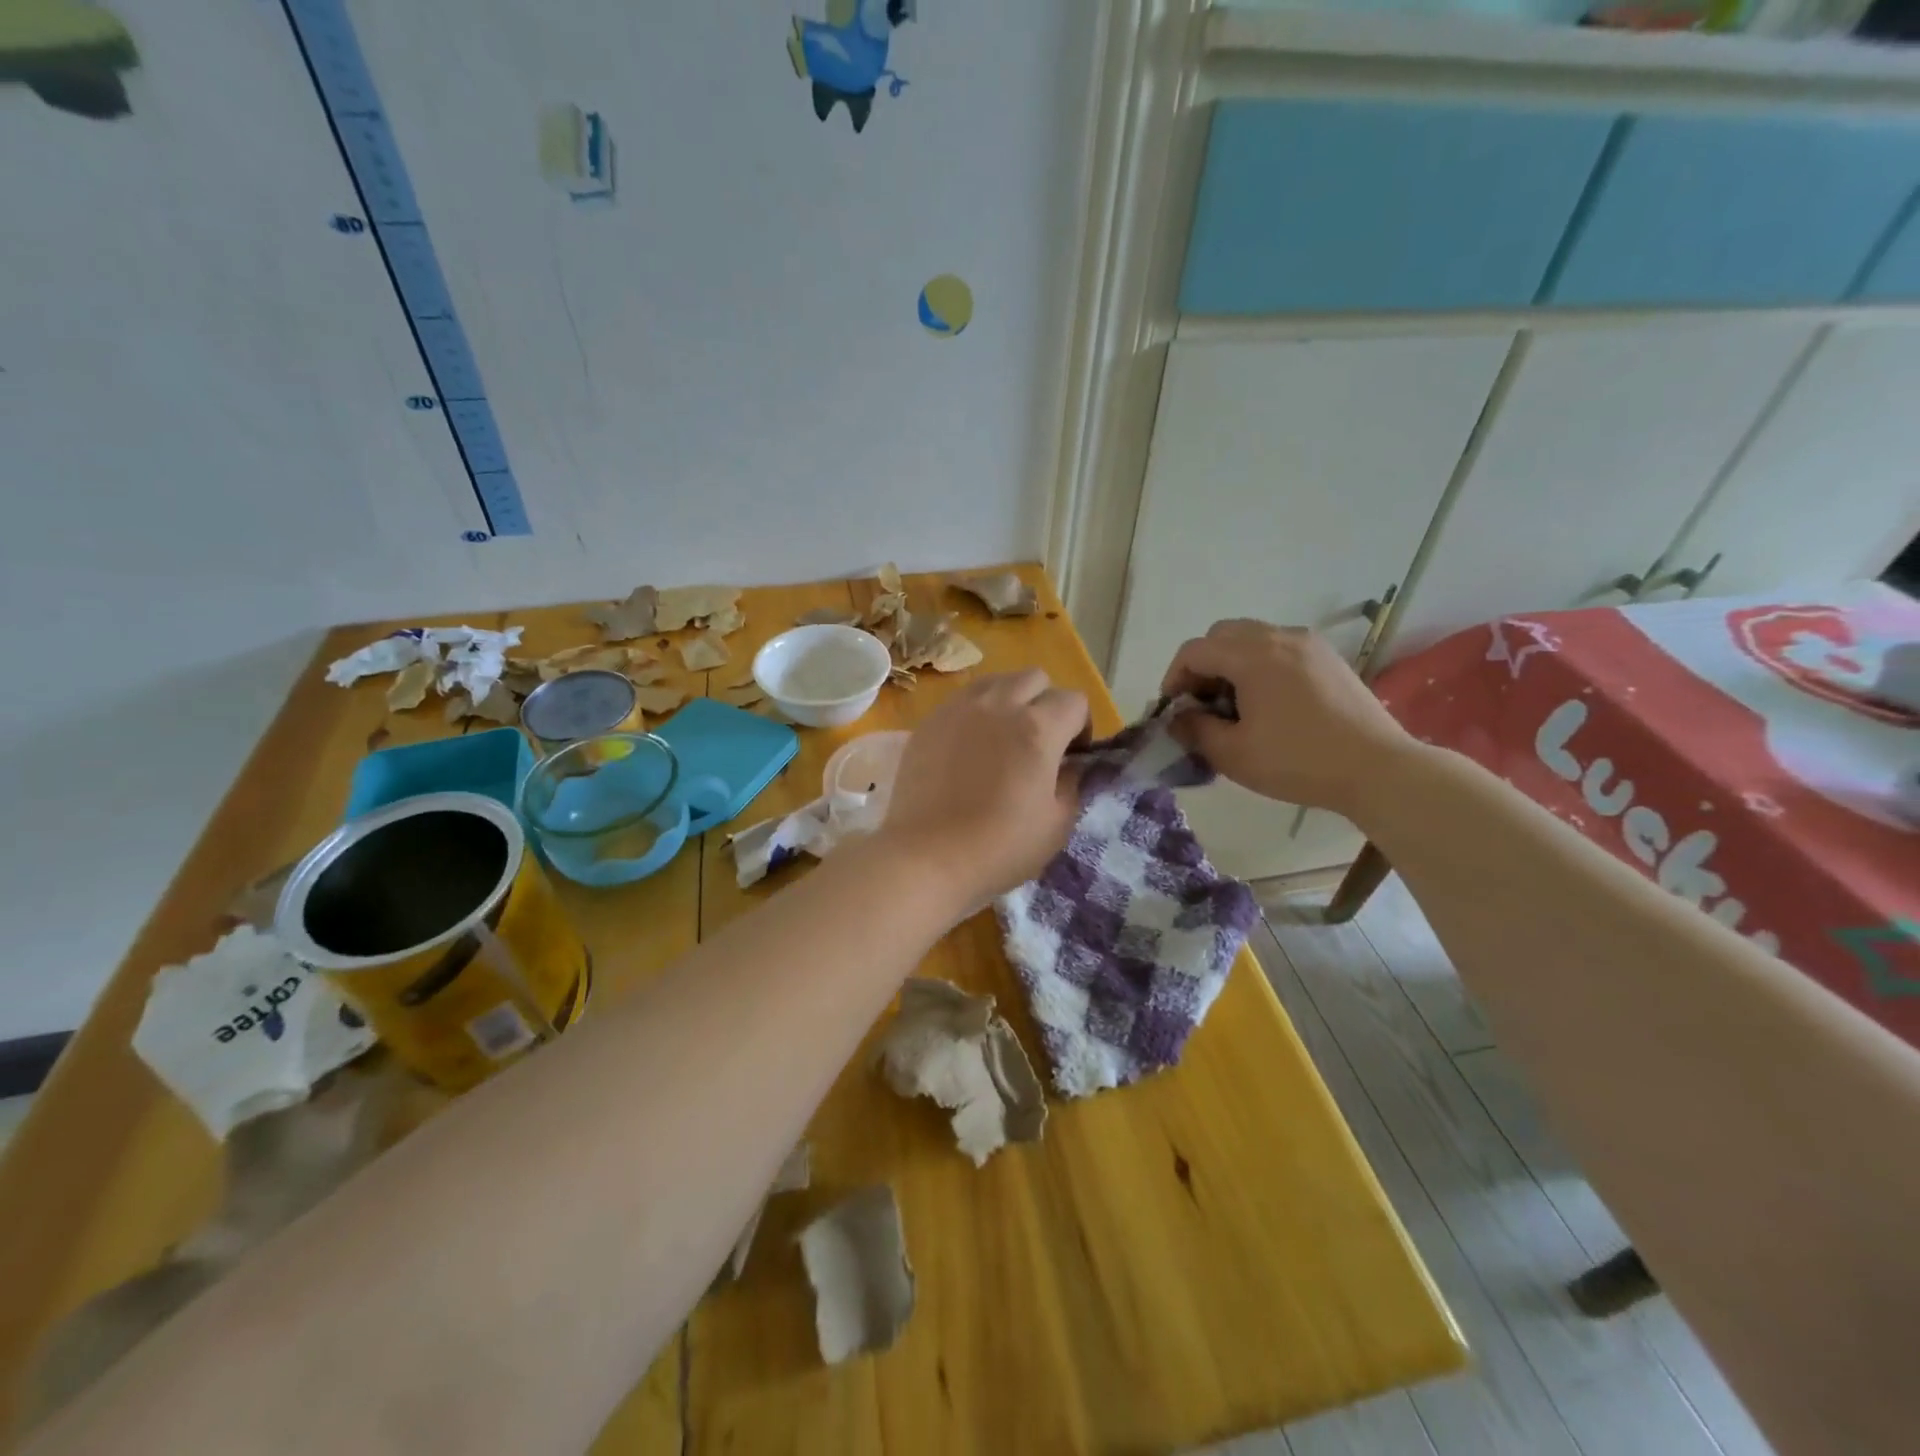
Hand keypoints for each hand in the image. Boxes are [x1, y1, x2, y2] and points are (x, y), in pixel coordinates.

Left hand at [879, 670, 1089, 910]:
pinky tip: (969, 747)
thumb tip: (1070, 765)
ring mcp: (959, 709)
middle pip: (1035, 678)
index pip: (1074, 701)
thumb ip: (1072, 784)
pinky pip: (962, 700)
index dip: (1081, 726)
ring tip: (1003, 737)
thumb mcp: (1057, 824)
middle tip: (1039, 741)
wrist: (926, 856)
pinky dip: (976, 712)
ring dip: (1010, 700)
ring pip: (996, 681)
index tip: (1073, 755)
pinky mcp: (930, 722)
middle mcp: (999, 705)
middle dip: (1046, 703)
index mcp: (1037, 728)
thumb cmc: (999, 847)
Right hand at [1160, 620, 1413, 816]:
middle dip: (1202, 665)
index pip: (1194, 650)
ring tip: (1234, 705)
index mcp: (1252, 656)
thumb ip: (1195, 730)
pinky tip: (1268, 703)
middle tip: (1202, 703)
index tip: (1174, 710)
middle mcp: (1279, 637)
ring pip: (1252, 638)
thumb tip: (1178, 718)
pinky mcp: (1328, 658)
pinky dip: (1260, 665)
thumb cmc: (1298, 761)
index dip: (1174, 677)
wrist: (1377, 768)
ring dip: (1231, 663)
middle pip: (1222, 634)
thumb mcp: (1233, 754)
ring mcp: (1309, 644)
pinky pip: (1280, 648)